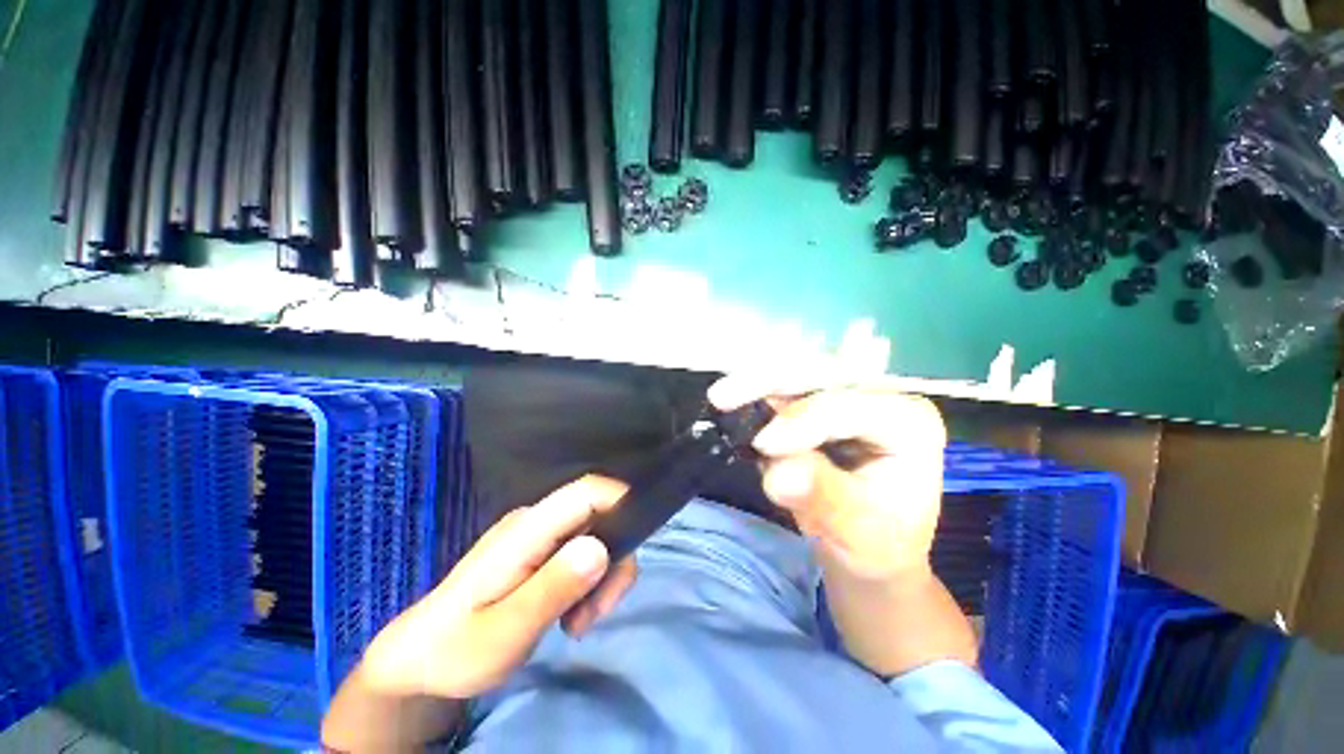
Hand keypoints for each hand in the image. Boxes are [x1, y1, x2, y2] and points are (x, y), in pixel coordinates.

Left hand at [355, 476, 637, 698]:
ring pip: (594, 536)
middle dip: (613, 559)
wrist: (419, 661)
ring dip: (601, 576)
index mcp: (526, 530)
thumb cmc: (457, 648)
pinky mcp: (540, 552)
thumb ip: (553, 588)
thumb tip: (601, 548)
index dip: (621, 500)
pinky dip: (588, 580)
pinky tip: (571, 614)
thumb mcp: (505, 632)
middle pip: (599, 515)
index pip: (585, 492)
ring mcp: (538, 536)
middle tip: (598, 611)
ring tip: (579, 622)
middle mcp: (536, 522)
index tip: (637, 544)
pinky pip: (581, 552)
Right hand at [710, 375, 947, 581]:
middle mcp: (879, 396)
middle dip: (769, 380)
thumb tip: (778, 473)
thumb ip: (823, 497)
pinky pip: (783, 389)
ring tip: (721, 397)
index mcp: (908, 422)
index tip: (763, 445)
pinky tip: (733, 403)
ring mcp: (847, 395)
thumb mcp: (859, 531)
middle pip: (821, 372)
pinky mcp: (819, 403)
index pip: (849, 407)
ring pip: (796, 372)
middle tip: (722, 396)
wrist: (868, 548)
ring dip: (756, 382)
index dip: (803, 421)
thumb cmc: (878, 543)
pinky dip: (755, 394)